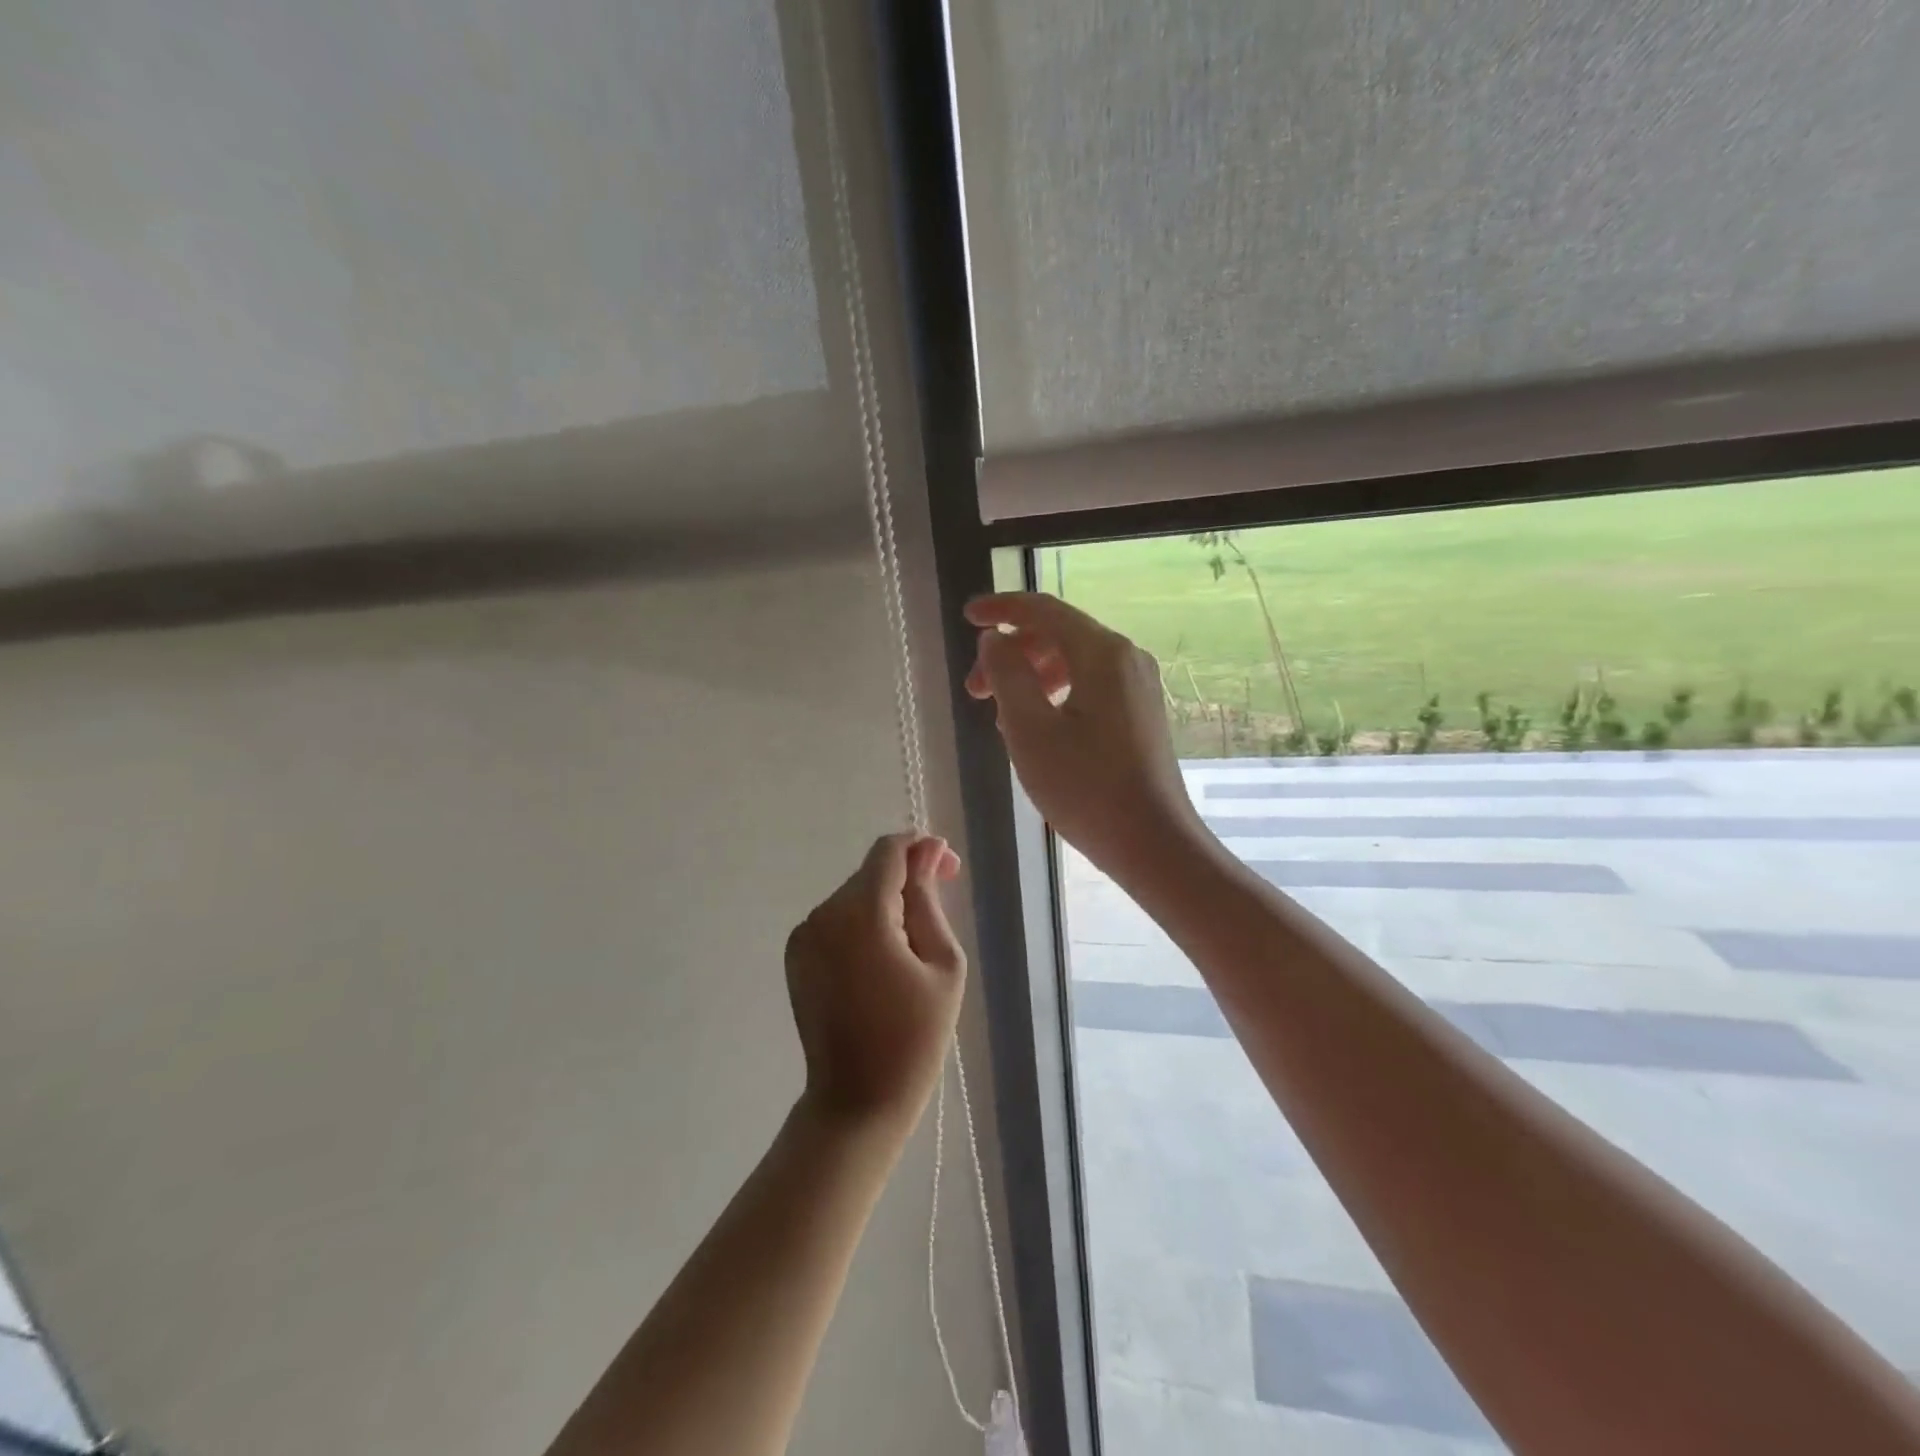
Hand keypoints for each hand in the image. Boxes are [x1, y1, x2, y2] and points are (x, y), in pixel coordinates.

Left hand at [784, 833, 965, 1135]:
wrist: (857, 1100)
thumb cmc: (915, 1037)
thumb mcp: (942, 963)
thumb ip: (929, 898)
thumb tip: (927, 850)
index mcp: (861, 913)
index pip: (889, 852)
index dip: (922, 849)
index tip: (949, 871)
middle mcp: (824, 914)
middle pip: (871, 874)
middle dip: (907, 880)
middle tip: (938, 918)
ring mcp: (804, 935)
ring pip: (854, 896)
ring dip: (885, 906)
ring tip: (911, 951)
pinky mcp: (796, 956)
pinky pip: (837, 921)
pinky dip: (862, 926)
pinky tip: (881, 963)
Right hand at [964, 592, 1201, 874]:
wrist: (1153, 843)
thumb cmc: (1085, 787)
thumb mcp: (1029, 729)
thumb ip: (1006, 675)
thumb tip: (994, 639)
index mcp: (1102, 653)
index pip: (1044, 610)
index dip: (1001, 608)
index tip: (967, 617)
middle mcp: (1126, 657)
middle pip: (1058, 636)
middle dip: (1011, 653)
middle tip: (973, 690)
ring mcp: (1138, 686)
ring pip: (1073, 662)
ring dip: (1030, 677)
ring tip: (999, 715)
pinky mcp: (1140, 713)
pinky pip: (1090, 685)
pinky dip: (1055, 694)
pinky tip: (1035, 727)